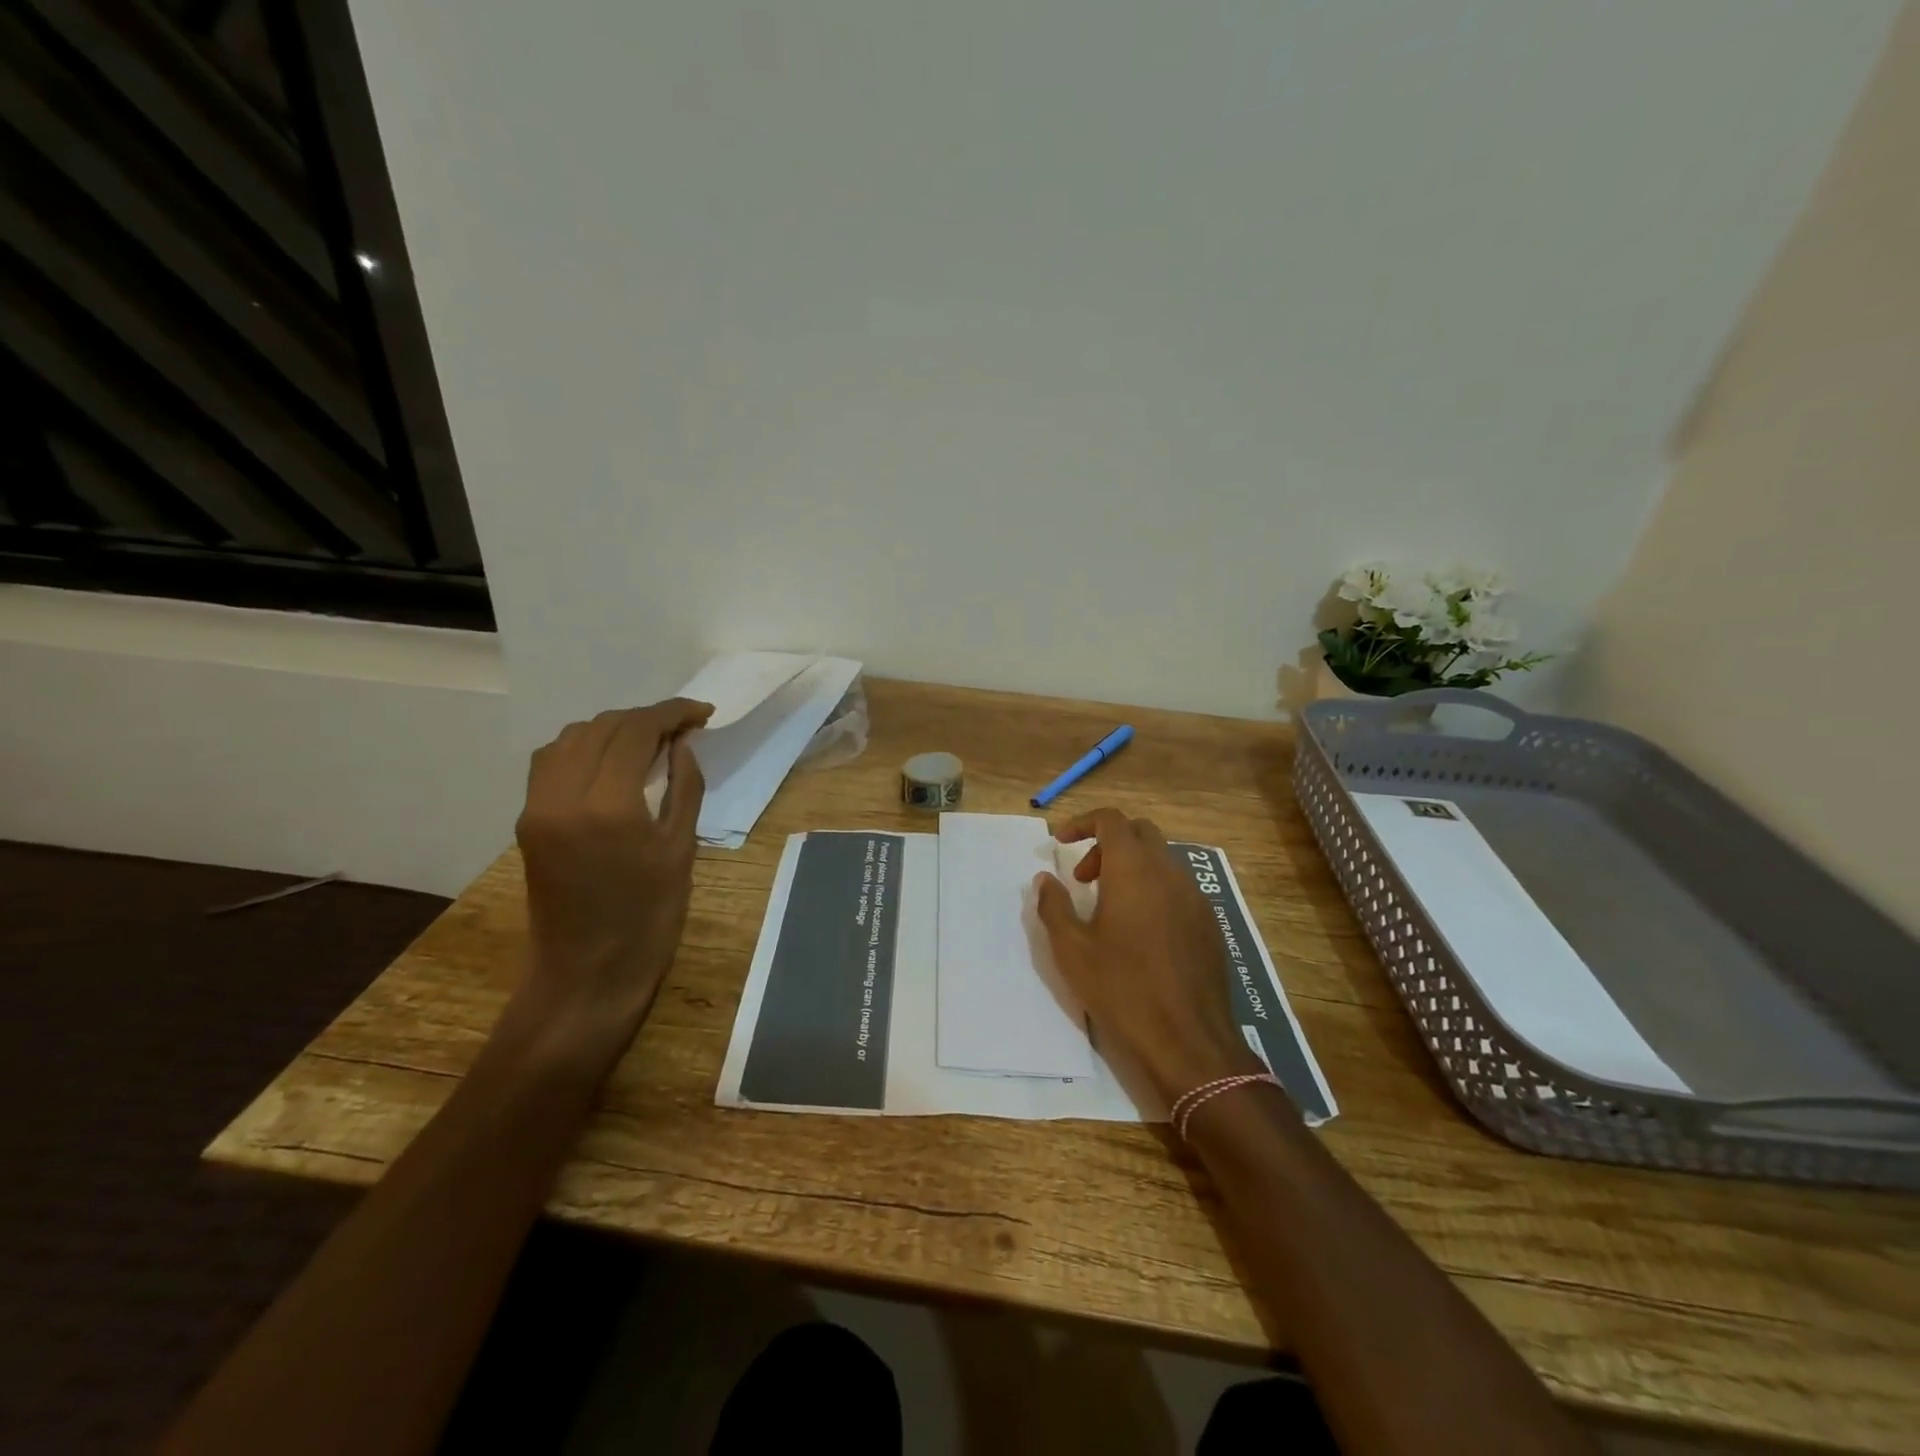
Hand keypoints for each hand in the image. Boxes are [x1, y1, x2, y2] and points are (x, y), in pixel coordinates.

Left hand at [506, 698, 712, 1071]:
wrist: (587, 973)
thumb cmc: (649, 917)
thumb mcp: (680, 848)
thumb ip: (684, 786)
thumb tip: (683, 743)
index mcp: (608, 804)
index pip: (636, 730)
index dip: (672, 713)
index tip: (702, 713)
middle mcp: (563, 794)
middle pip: (603, 727)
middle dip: (646, 718)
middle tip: (683, 728)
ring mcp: (538, 806)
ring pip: (572, 737)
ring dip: (613, 728)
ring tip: (649, 741)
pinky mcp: (528, 820)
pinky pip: (553, 761)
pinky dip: (584, 746)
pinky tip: (611, 760)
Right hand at [1033, 809, 1262, 1103]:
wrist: (1188, 1041)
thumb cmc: (1122, 989)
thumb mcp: (1072, 950)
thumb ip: (1054, 906)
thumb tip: (1045, 879)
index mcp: (1134, 870)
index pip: (1111, 819)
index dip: (1083, 822)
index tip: (1060, 842)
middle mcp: (1169, 873)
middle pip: (1140, 832)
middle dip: (1107, 843)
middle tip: (1083, 879)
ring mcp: (1195, 897)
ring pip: (1162, 859)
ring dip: (1132, 867)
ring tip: (1109, 908)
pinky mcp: (1210, 923)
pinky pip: (1179, 887)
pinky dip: (1154, 889)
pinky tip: (1141, 932)